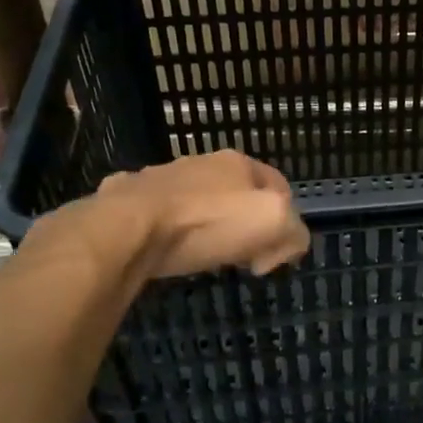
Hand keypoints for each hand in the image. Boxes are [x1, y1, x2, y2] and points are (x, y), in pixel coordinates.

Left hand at [94, 150, 310, 279]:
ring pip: (197, 202)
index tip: (272, 259)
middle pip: (237, 194)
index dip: (286, 222)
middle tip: (242, 260)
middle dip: (245, 225)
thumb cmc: (207, 222)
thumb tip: (285, 247)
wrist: (129, 228)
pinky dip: (167, 230)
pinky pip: (158, 214)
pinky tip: (164, 249)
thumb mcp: (273, 223)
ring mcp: (161, 177)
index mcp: (238, 163)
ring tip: (203, 257)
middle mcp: (200, 162)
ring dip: (206, 226)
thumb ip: (294, 232)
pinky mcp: (128, 198)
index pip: (279, 185)